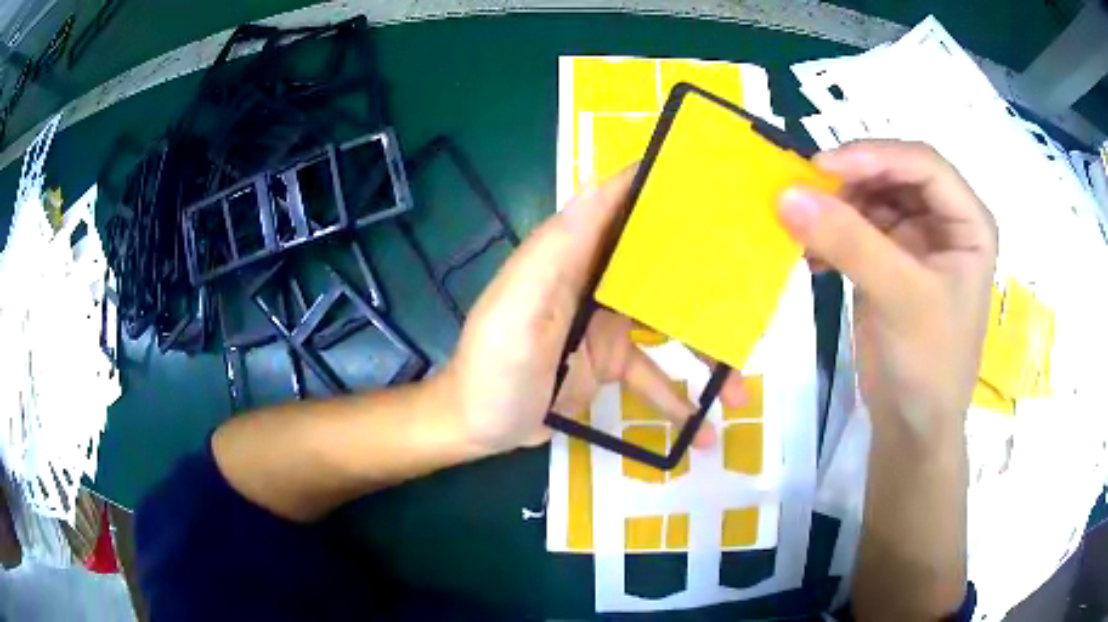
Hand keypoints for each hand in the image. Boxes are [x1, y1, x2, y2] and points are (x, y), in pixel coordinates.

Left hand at [436, 168, 739, 455]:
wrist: (476, 425)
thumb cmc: (492, 366)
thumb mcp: (518, 308)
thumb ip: (556, 250)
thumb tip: (600, 184)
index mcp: (570, 255)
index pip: (620, 205)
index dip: (661, 188)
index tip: (713, 182)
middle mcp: (594, 279)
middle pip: (660, 265)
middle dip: (708, 278)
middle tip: (755, 293)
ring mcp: (606, 323)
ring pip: (669, 324)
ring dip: (705, 355)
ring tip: (740, 393)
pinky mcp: (609, 361)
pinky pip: (653, 374)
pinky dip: (676, 399)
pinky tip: (701, 428)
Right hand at [779, 140, 996, 442]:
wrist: (911, 425)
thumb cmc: (928, 363)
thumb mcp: (900, 298)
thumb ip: (849, 243)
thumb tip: (787, 194)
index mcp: (967, 222)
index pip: (923, 164)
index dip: (875, 156)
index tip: (823, 167)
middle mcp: (943, 221)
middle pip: (893, 175)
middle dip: (851, 181)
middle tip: (806, 193)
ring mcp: (915, 239)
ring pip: (870, 197)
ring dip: (835, 208)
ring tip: (804, 229)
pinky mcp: (888, 260)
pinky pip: (855, 229)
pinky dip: (830, 236)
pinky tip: (811, 258)